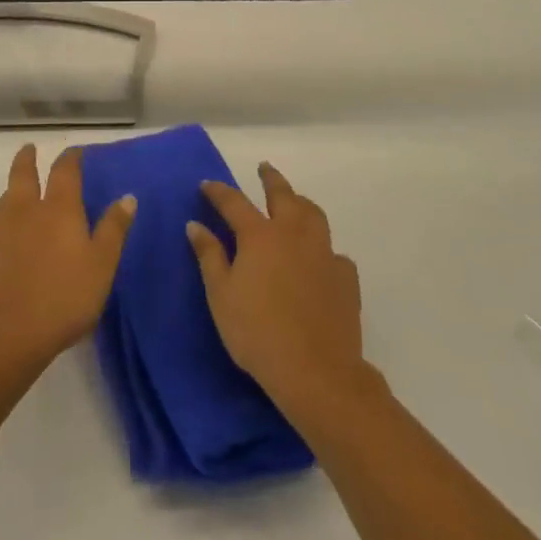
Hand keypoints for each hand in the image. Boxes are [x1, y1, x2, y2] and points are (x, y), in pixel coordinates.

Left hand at [0, 144, 136, 375]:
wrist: (5, 336)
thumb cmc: (64, 298)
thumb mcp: (102, 265)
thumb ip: (114, 229)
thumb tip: (127, 196)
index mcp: (58, 210)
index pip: (65, 172)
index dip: (70, 159)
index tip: (74, 152)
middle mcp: (24, 212)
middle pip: (23, 176)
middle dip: (27, 160)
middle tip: (28, 149)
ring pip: (2, 204)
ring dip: (10, 196)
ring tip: (15, 196)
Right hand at [188, 164, 368, 409]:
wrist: (316, 371)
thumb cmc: (257, 333)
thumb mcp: (221, 296)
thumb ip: (209, 256)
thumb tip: (195, 225)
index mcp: (260, 236)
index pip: (234, 202)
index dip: (219, 192)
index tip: (207, 184)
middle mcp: (293, 234)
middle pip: (283, 195)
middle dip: (271, 179)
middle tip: (264, 168)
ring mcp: (324, 253)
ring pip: (314, 215)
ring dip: (301, 203)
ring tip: (295, 201)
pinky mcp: (345, 278)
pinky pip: (334, 252)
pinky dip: (323, 248)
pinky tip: (320, 259)